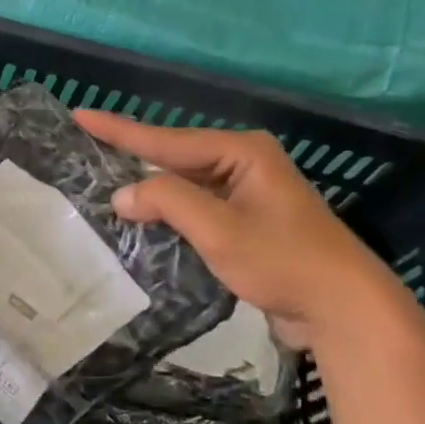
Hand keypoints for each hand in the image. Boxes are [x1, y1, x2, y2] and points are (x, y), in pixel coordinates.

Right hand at [73, 112, 410, 349]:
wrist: (344, 308)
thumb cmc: (283, 260)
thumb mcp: (219, 228)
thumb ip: (167, 201)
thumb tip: (122, 194)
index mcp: (241, 151)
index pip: (166, 139)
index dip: (119, 130)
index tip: (80, 115)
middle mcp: (244, 163)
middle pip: (175, 157)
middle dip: (132, 156)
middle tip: (87, 148)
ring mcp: (248, 193)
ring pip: (185, 183)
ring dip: (150, 189)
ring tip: (105, 180)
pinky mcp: (248, 221)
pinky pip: (197, 206)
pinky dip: (170, 211)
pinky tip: (145, 216)